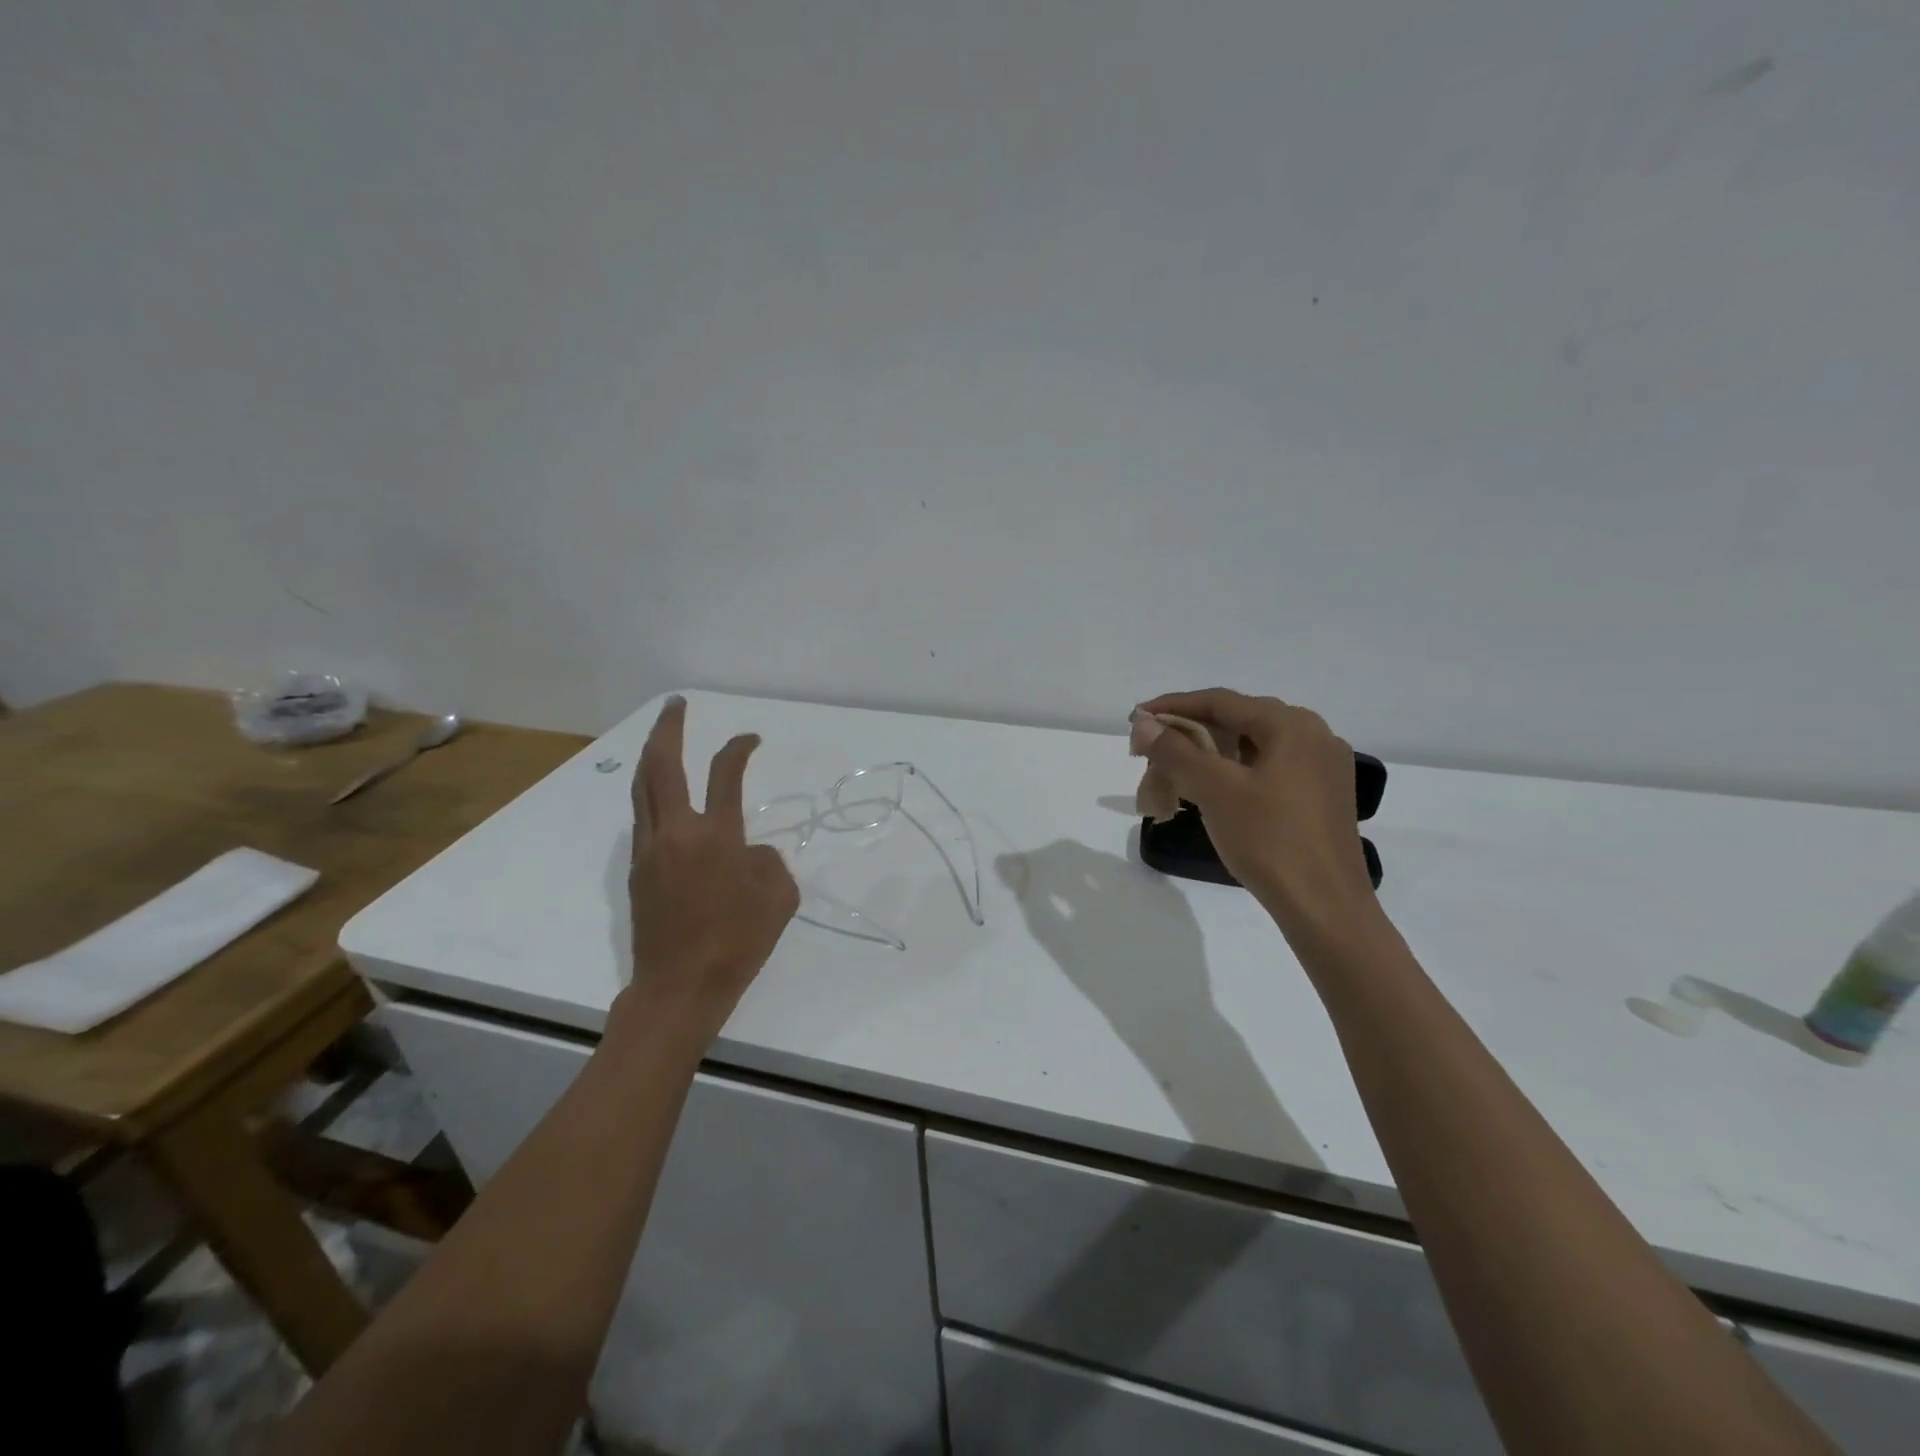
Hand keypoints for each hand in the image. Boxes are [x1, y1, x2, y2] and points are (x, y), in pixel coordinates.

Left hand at [621, 696, 798, 1050]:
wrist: (679, 989)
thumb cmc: (738, 942)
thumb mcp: (779, 899)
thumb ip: (769, 862)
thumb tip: (749, 853)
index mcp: (714, 836)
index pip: (725, 774)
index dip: (739, 748)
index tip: (751, 738)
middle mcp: (675, 833)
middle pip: (660, 766)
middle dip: (667, 728)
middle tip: (676, 705)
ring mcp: (648, 852)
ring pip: (641, 790)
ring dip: (651, 758)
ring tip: (662, 740)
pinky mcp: (636, 874)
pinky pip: (642, 820)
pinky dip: (651, 796)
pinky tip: (665, 801)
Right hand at [1135, 688, 1376, 932]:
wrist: (1324, 907)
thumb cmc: (1270, 840)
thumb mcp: (1215, 790)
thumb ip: (1176, 750)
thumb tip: (1143, 723)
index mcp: (1292, 725)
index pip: (1221, 701)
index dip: (1173, 707)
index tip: (1136, 719)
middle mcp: (1313, 736)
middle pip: (1238, 721)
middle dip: (1189, 733)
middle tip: (1151, 751)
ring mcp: (1322, 768)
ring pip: (1252, 747)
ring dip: (1209, 755)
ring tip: (1174, 773)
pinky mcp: (1321, 797)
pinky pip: (1268, 770)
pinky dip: (1233, 774)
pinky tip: (1211, 792)